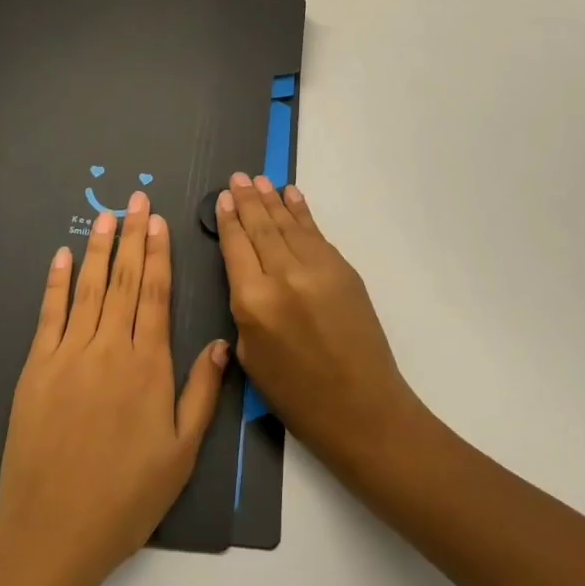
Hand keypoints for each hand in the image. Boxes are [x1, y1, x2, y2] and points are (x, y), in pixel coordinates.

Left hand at [0, 192, 228, 585]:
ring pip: (88, 288)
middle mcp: (110, 349)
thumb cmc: (126, 497)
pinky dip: (56, 282)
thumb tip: (220, 343)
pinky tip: (62, 256)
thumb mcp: (181, 453)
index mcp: (148, 366)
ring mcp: (69, 355)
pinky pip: (49, 314)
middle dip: (132, 235)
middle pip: (123, 279)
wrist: (52, 534)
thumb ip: (201, 393)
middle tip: (136, 199)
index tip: (158, 221)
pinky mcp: (37, 369)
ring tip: (107, 216)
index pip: (154, 294)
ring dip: (98, 247)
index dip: (157, 253)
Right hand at [216, 174, 419, 473]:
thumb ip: (244, 309)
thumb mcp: (252, 358)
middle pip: (261, 228)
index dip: (228, 220)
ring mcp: (317, 269)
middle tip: (238, 177)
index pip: (236, 247)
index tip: (222, 198)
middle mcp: (283, 276)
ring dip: (272, 200)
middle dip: (247, 200)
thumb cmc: (298, 396)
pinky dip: (302, 213)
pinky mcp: (343, 269)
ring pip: (288, 225)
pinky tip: (291, 196)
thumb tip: (248, 274)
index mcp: (253, 302)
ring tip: (259, 180)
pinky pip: (315, 233)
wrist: (362, 408)